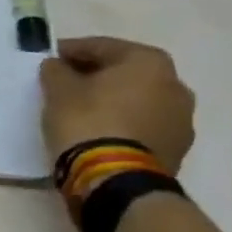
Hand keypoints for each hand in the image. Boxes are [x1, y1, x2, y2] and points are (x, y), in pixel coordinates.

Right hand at [40, 36, 194, 174]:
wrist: (117, 183)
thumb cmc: (89, 121)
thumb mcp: (58, 88)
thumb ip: (56, 70)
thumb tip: (58, 67)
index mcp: (150, 61)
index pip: (101, 47)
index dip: (71, 52)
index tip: (50, 60)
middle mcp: (175, 86)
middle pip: (124, 73)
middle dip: (95, 76)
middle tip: (65, 83)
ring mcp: (181, 122)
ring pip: (136, 100)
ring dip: (111, 101)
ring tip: (80, 110)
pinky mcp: (177, 152)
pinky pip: (143, 126)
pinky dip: (122, 123)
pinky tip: (98, 131)